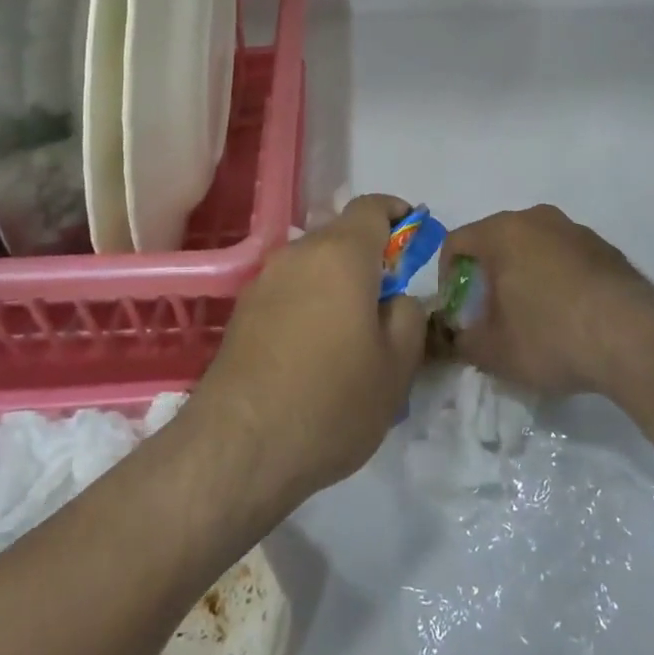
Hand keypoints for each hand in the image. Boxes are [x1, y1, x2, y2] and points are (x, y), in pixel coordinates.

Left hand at [187, 195, 428, 510]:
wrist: (238, 447)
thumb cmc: (331, 401)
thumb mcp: (397, 366)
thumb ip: (408, 317)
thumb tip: (395, 299)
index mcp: (341, 253)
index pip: (372, 207)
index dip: (398, 214)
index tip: (414, 236)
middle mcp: (298, 254)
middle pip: (341, 237)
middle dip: (369, 258)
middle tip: (389, 303)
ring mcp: (263, 281)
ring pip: (313, 266)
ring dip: (337, 284)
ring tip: (352, 336)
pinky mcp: (242, 311)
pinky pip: (289, 291)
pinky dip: (309, 304)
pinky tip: (314, 353)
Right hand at [442, 204, 653, 397]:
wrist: (634, 339)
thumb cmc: (550, 336)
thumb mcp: (494, 352)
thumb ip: (464, 342)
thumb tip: (458, 339)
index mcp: (502, 232)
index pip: (457, 241)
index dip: (448, 274)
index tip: (458, 307)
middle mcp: (537, 219)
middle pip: (497, 240)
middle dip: (488, 273)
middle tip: (491, 312)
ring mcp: (576, 230)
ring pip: (534, 246)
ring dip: (524, 274)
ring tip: (532, 316)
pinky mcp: (606, 249)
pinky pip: (566, 257)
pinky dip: (558, 278)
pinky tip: (569, 316)